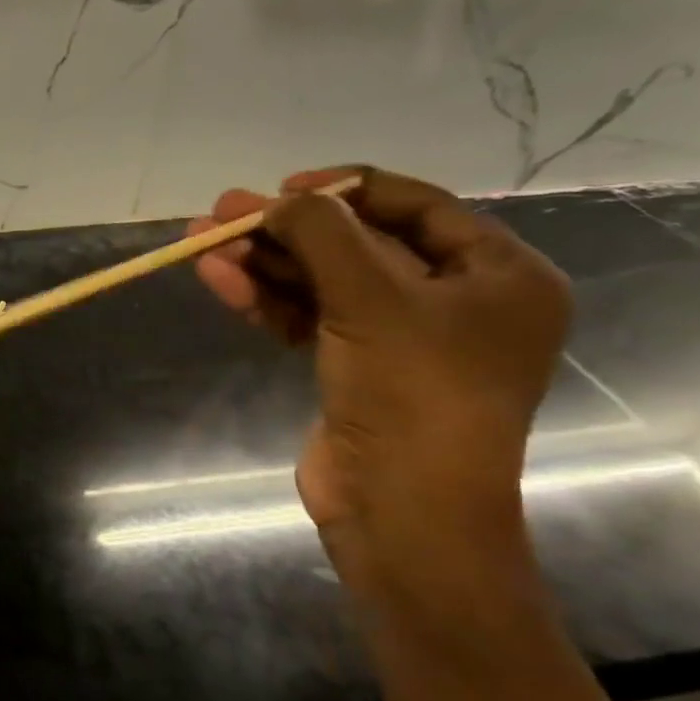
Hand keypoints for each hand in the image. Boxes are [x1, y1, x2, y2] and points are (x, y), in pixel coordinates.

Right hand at [190, 165, 570, 596]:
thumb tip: (280, 200)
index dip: (346, 189)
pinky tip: (220, 280)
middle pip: (359, 244)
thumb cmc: (412, 394)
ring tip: (202, 243)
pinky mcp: (359, 368)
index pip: (418, 207)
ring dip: (266, 264)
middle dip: (288, 229)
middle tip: (223, 212)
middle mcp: (456, 302)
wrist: (402, 514)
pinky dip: (268, 299)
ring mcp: (403, 339)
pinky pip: (312, 317)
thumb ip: (323, 234)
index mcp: (498, 276)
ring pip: (326, 282)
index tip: (283, 186)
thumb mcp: (370, 299)